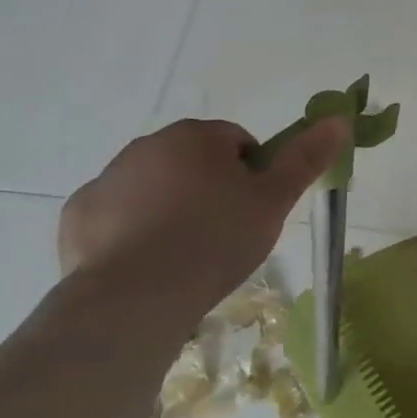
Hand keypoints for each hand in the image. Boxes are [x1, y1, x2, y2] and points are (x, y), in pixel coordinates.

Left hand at [59, 116, 346, 317]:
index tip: (254, 209)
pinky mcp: (78, 216)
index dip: (253, 174)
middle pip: (193, 161)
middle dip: (210, 188)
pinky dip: (133, 231)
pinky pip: (117, 215)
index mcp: (195, 136)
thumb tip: (338, 119)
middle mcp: (146, 146)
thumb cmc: (215, 240)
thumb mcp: (275, 200)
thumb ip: (306, 157)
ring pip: (155, 187)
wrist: (135, 298)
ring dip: (172, 207)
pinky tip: (149, 264)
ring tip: (187, 253)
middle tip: (226, 232)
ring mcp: (106, 180)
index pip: (237, 141)